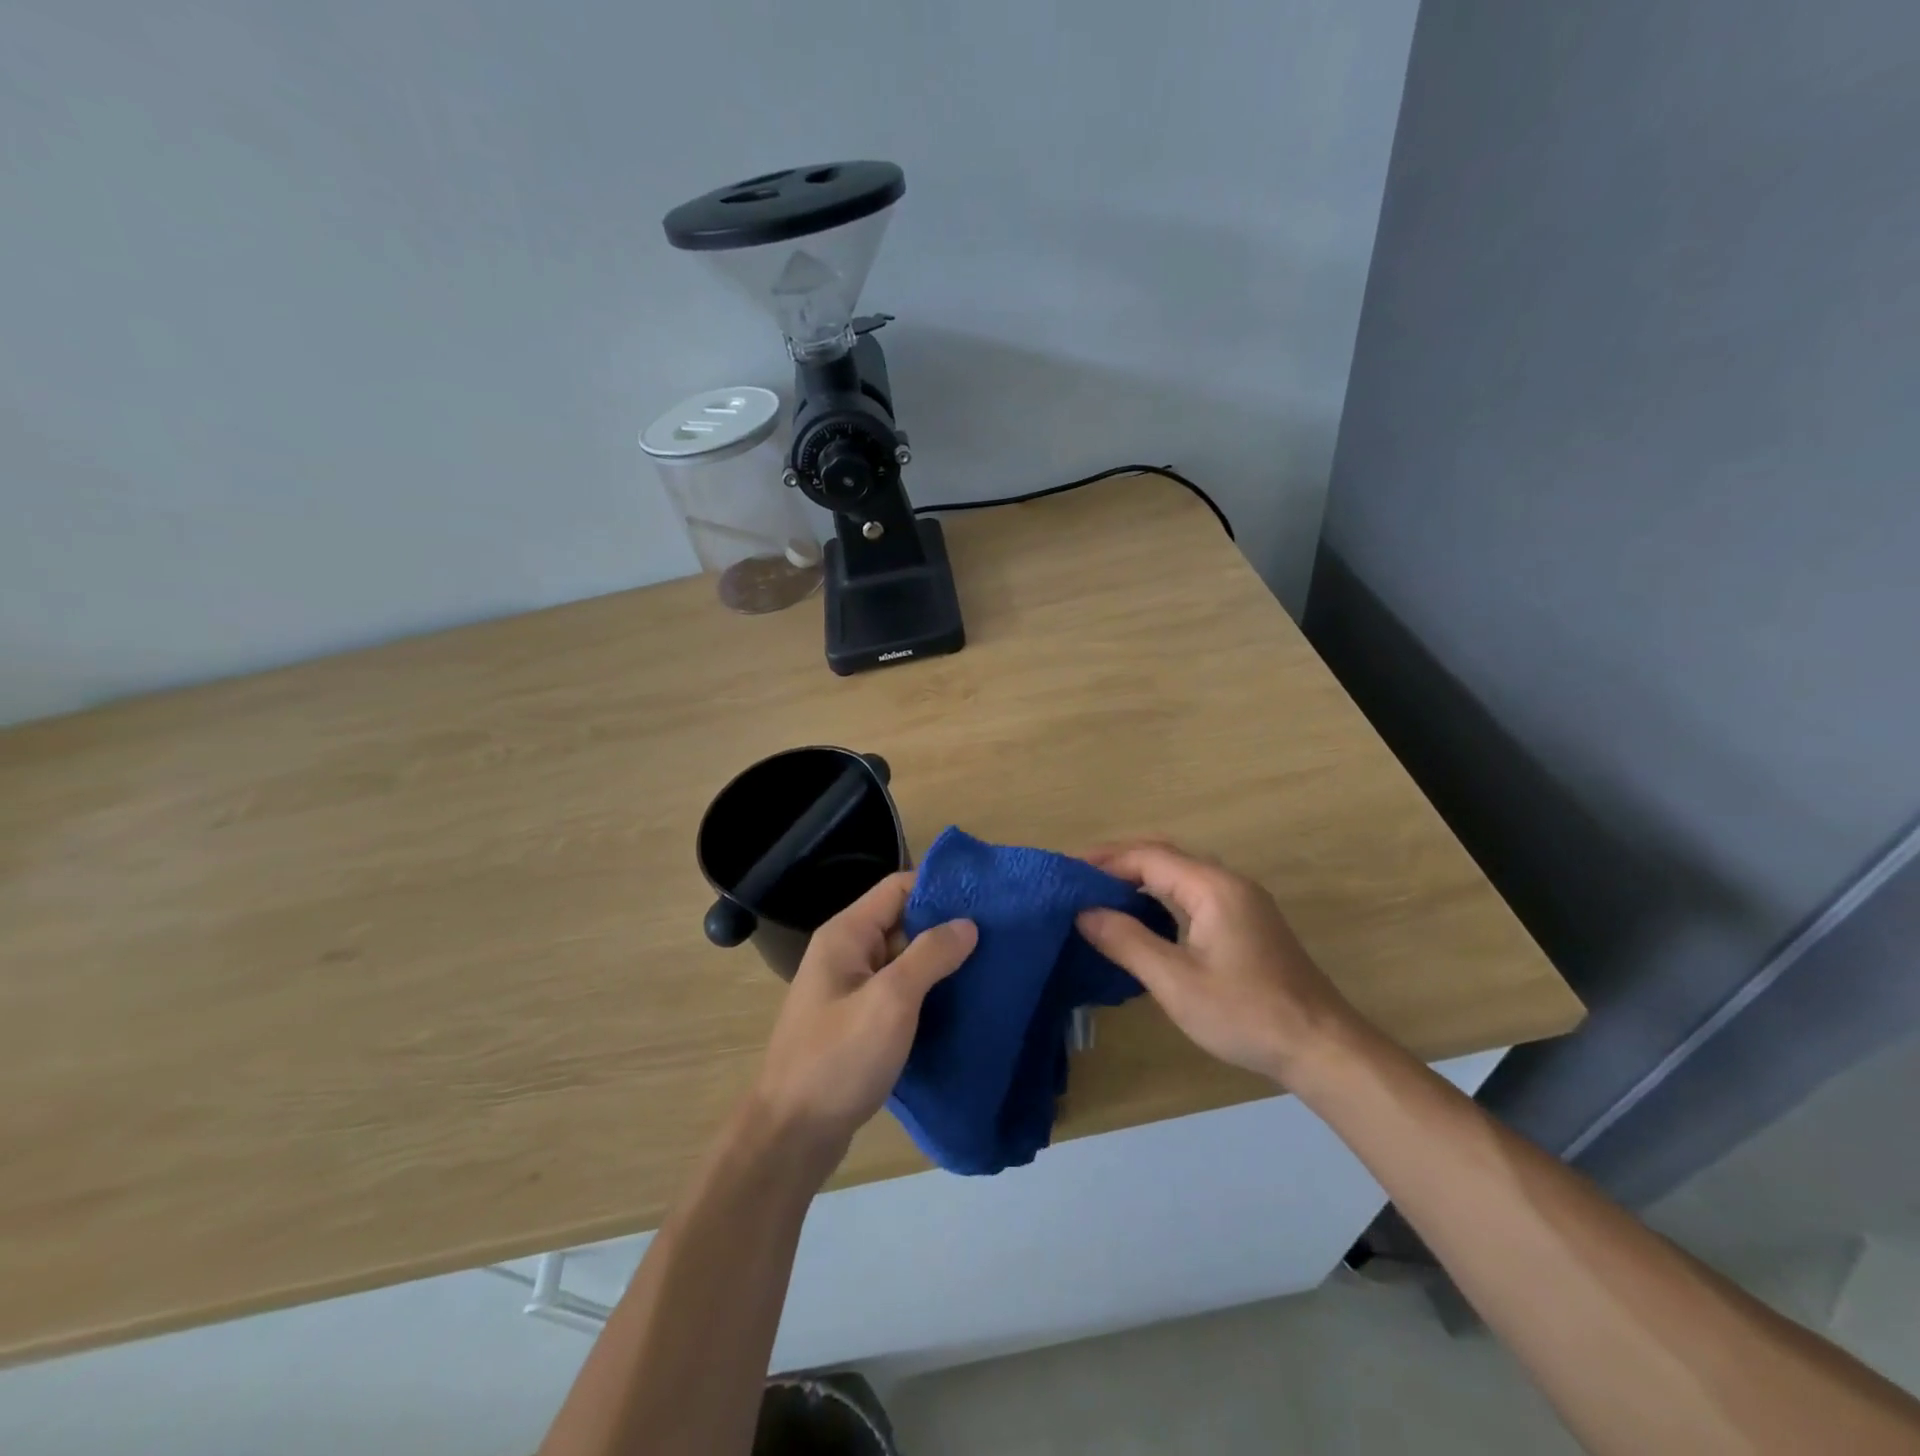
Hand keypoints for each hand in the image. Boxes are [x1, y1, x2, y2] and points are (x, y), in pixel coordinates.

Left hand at [751, 871, 976, 1168]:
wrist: (792, 1135)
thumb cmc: (839, 1059)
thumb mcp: (890, 1001)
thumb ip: (930, 956)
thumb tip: (967, 923)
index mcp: (847, 934)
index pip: (898, 887)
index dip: (939, 887)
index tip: (985, 899)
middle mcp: (846, 952)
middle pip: (902, 921)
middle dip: (946, 926)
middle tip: (998, 935)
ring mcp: (850, 988)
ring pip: (903, 959)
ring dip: (940, 961)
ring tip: (990, 964)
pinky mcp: (858, 1020)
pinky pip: (898, 991)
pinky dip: (927, 991)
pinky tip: (961, 1002)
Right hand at [1076, 841, 1360, 1086]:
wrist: (1322, 1047)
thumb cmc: (1245, 1013)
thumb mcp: (1176, 981)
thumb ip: (1127, 941)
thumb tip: (1083, 913)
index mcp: (1212, 886)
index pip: (1147, 856)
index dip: (1104, 860)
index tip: (1066, 872)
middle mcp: (1228, 882)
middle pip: (1164, 855)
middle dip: (1118, 862)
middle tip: (1077, 879)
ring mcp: (1242, 901)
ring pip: (1180, 873)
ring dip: (1140, 877)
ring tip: (1099, 894)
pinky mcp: (1248, 922)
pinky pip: (1194, 892)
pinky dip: (1161, 894)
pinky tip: (1142, 917)